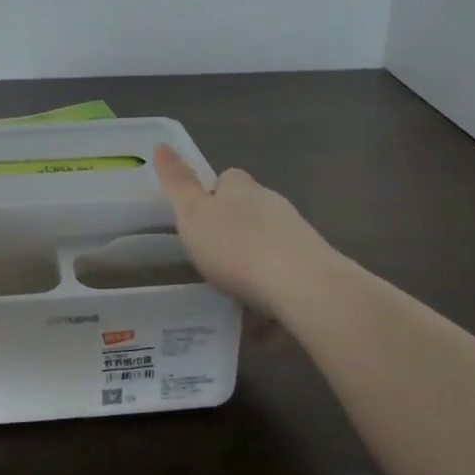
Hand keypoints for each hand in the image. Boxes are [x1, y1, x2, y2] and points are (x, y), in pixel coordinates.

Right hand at [151, 144, 329, 312]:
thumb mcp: (193, 215)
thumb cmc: (236, 246)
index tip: (197, 220)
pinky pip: (283, 284)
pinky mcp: (313, 270)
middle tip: (208, 262)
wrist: (303, 287)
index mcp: (242, 189)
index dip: (211, 195)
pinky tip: (257, 329)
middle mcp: (273, 206)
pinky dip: (270, 304)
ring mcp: (297, 237)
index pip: (227, 179)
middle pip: (249, 213)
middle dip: (232, 234)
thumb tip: (161, 145)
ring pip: (267, 249)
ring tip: (230, 301)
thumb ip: (177, 183)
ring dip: (252, 270)